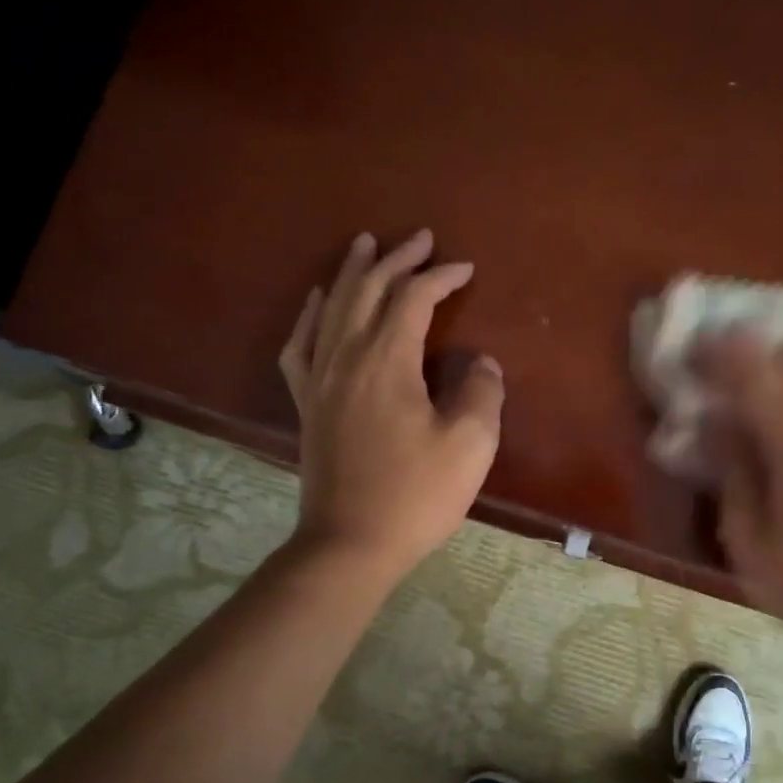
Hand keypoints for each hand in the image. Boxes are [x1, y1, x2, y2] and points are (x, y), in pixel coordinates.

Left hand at [279, 230, 503, 579]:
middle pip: (369, 290)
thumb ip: (481, 393)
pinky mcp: (307, 404)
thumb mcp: (470, 445)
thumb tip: (482, 364)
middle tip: (421, 238)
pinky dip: (311, 315)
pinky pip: (300, 345)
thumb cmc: (416, 495)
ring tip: (364, 244)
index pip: (414, 299)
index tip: (466, 269)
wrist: (350, 543)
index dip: (441, 277)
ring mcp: (320, 380)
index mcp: (387, 362)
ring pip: (334, 308)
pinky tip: (318, 302)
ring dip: (353, 272)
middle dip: (397, 259)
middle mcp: (347, 358)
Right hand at [695, 330, 782, 645]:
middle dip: (751, 352)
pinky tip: (778, 398)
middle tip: (714, 352)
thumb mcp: (747, 537)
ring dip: (777, 365)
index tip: (697, 340)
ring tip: (742, 370)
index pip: (761, 384)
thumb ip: (733, 469)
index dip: (727, 355)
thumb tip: (717, 424)